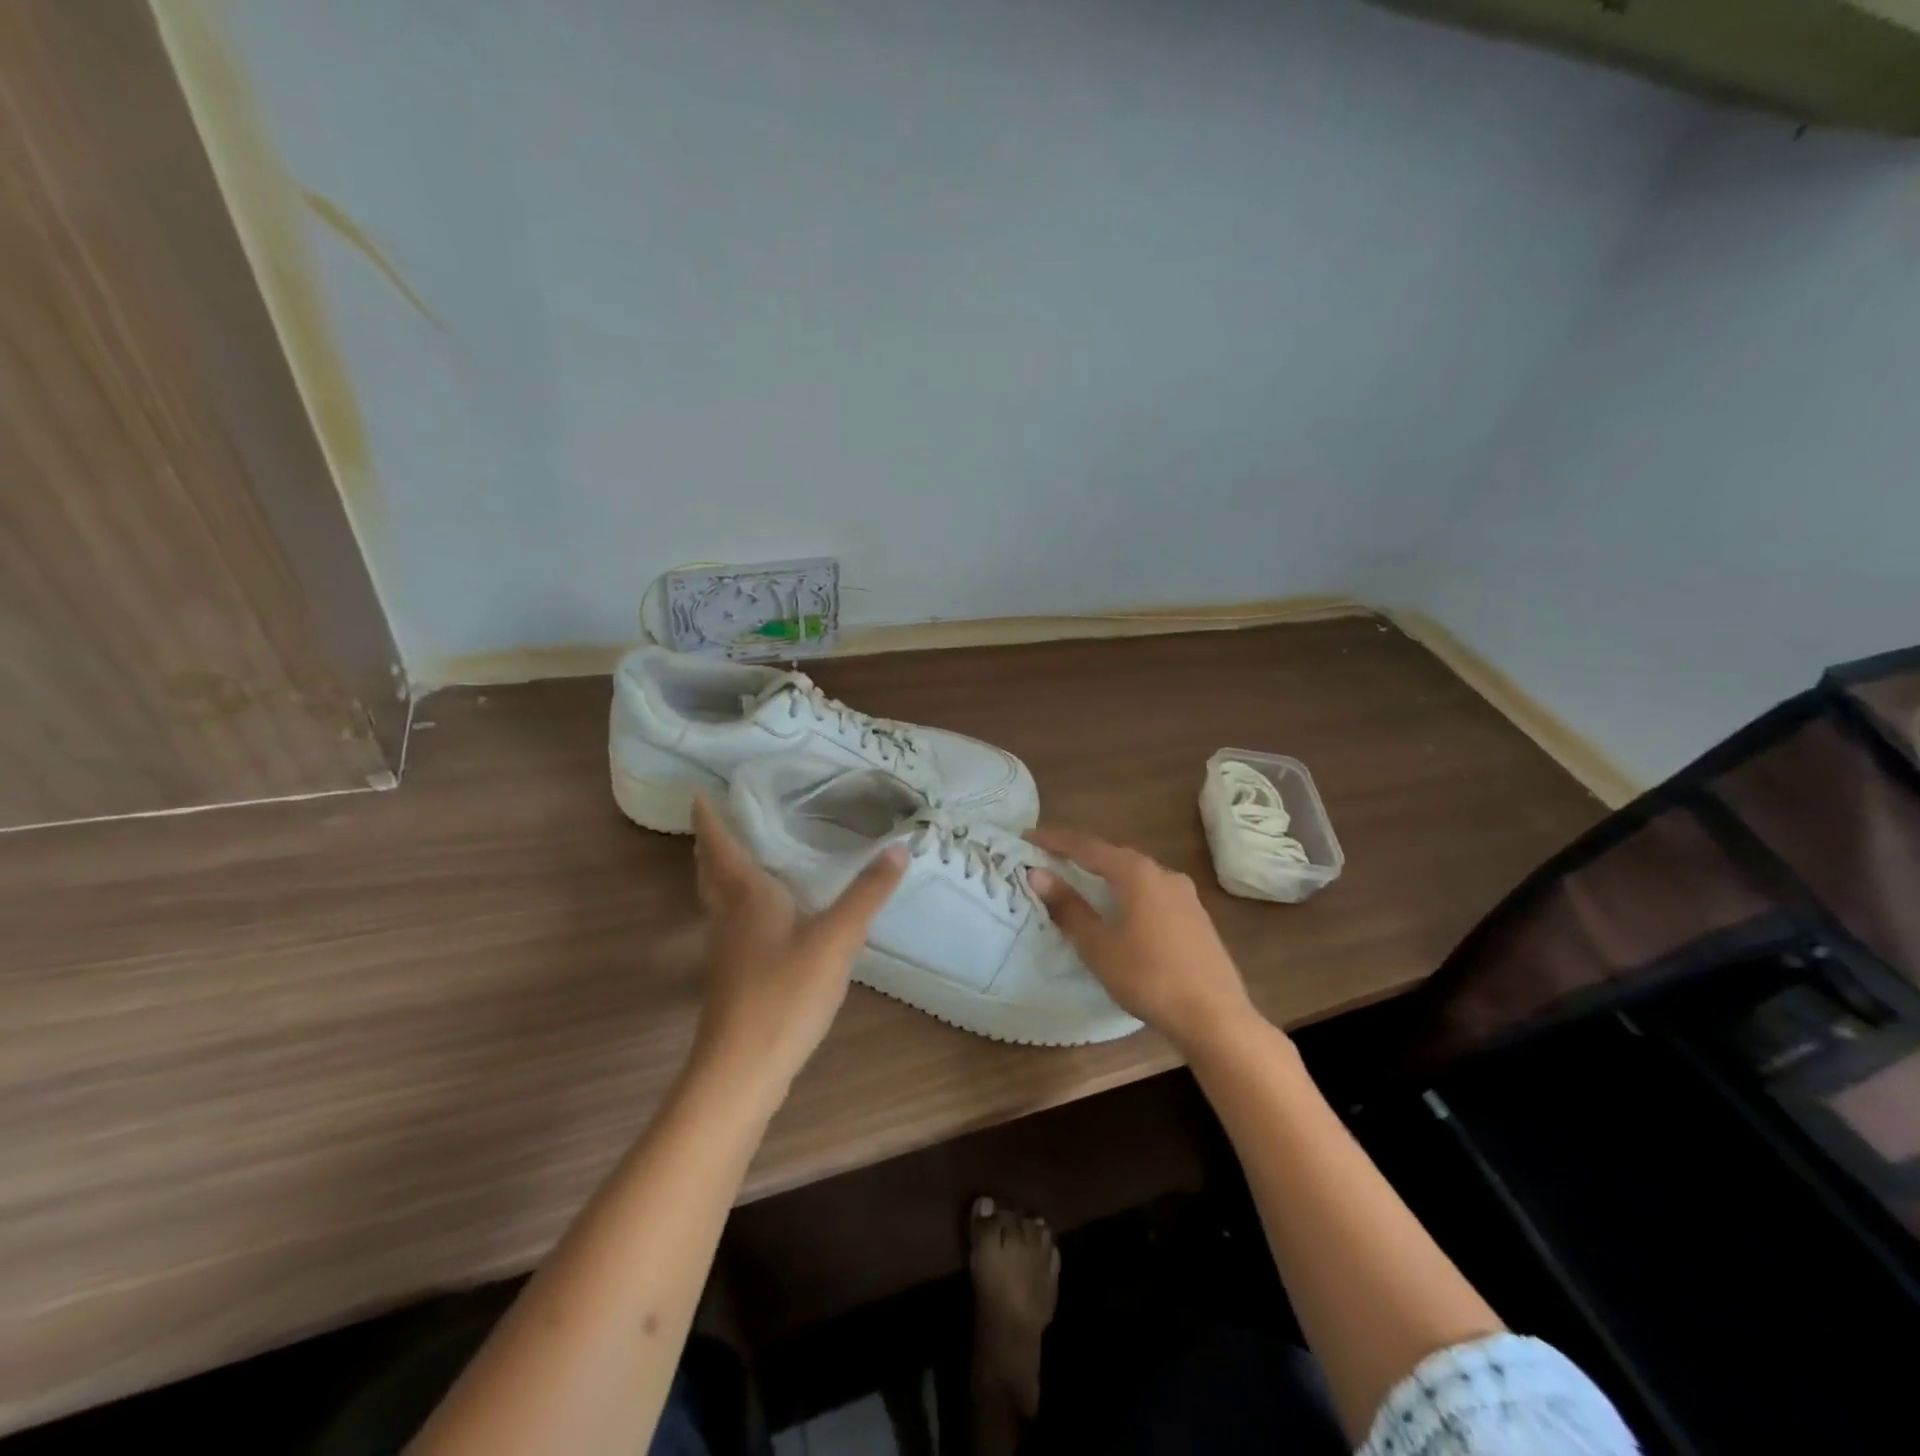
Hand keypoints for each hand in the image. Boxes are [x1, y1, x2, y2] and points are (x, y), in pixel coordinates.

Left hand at [689, 796, 906, 1098]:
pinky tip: (765, 918)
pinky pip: (730, 924)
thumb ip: (868, 893)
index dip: (709, 819)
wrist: (742, 1069)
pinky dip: (738, 905)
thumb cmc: (785, 993)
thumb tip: (899, 846)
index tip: (700, 793)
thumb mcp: (837, 939)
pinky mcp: (733, 978)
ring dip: (721, 874)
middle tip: (720, 820)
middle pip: (710, 872)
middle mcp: (728, 916)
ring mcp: (726, 950)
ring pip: (717, 900)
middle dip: (711, 844)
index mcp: (746, 896)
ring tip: (741, 858)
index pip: (720, 845)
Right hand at [1025, 828, 1262, 1058]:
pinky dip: (1127, 890)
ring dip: (1106, 872)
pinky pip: (1152, 891)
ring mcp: (1184, 894)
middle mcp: (1163, 873)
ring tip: (1081, 879)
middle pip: (1113, 855)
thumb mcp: (1099, 946)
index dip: (1055, 841)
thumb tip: (1037, 874)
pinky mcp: (1195, 916)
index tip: (1028, 837)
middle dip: (1080, 854)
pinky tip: (1121, 907)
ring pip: (1136, 873)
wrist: (1215, 1016)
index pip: (1087, 847)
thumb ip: (1068, 907)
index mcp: (1137, 873)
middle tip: (1050, 856)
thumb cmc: (1149, 977)